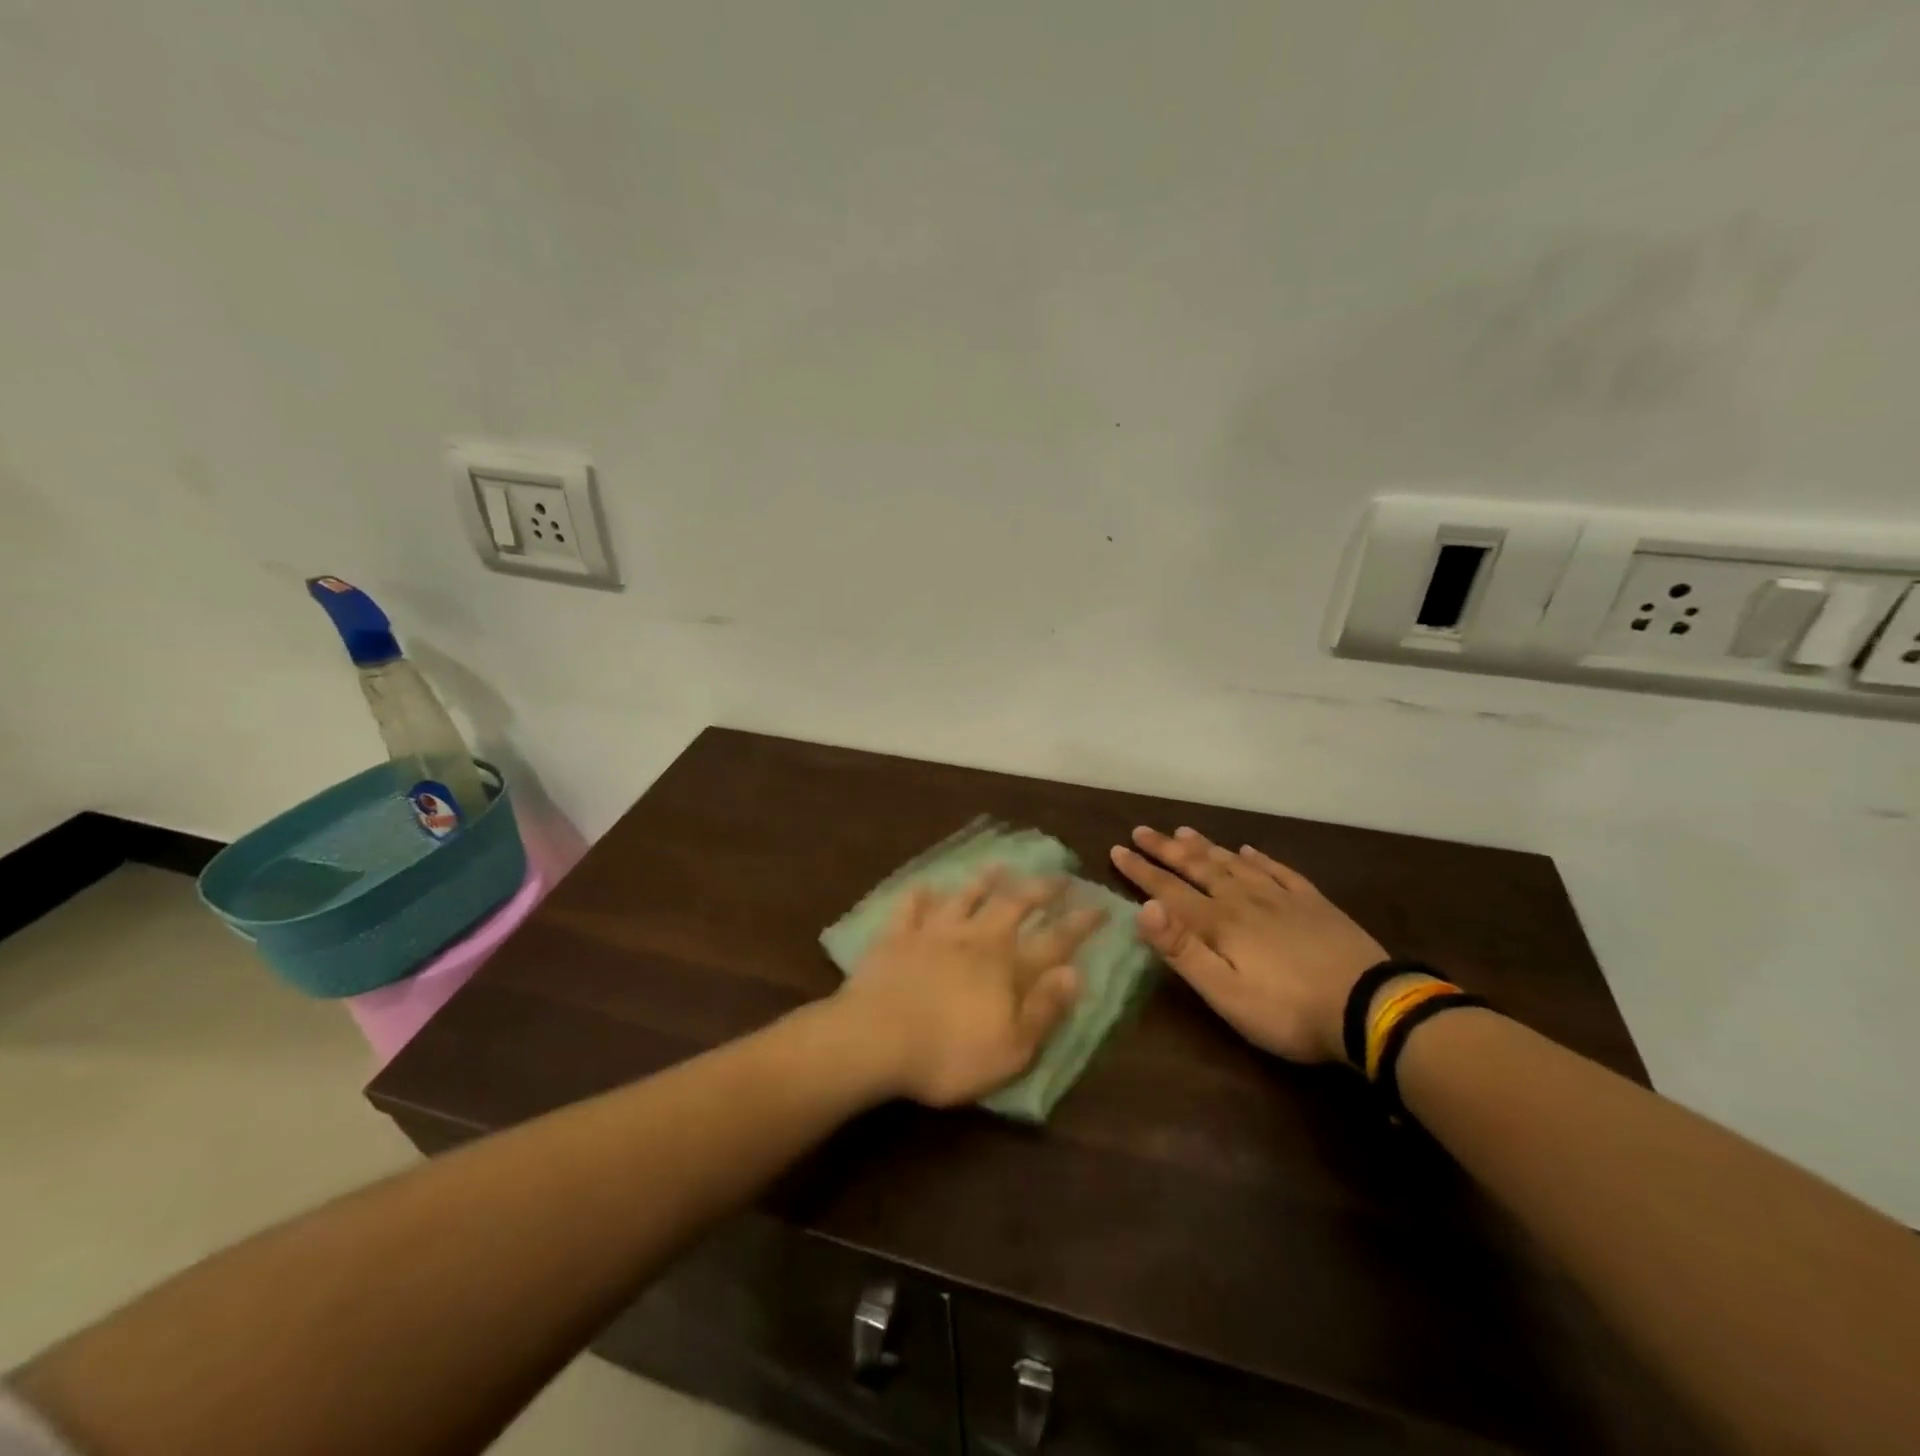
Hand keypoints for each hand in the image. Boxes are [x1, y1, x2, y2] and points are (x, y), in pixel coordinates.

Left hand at [835, 870, 1100, 1106]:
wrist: (875, 1039)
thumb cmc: (949, 1054)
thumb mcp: (1011, 1049)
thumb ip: (1044, 1009)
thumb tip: (1075, 973)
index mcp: (1006, 967)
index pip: (1054, 940)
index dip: (1080, 923)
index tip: (1100, 904)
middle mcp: (975, 938)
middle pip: (1013, 905)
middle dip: (1039, 889)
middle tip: (1058, 875)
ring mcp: (934, 932)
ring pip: (964, 897)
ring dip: (984, 880)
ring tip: (999, 865)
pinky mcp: (897, 937)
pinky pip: (911, 908)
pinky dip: (920, 896)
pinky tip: (924, 886)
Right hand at [1110, 826, 1385, 1064]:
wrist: (1369, 1007)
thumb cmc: (1287, 1010)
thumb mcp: (1225, 993)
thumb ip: (1183, 950)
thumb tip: (1144, 908)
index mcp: (1219, 923)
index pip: (1169, 890)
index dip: (1141, 871)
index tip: (1117, 849)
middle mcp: (1244, 899)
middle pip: (1198, 868)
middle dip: (1165, 850)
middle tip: (1141, 831)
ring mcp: (1281, 897)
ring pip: (1233, 863)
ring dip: (1205, 847)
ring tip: (1183, 831)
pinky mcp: (1312, 902)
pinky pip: (1277, 870)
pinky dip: (1258, 858)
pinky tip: (1248, 850)